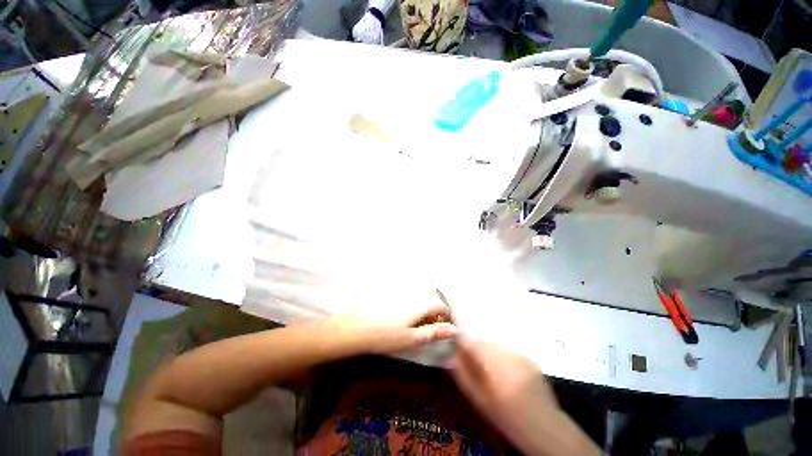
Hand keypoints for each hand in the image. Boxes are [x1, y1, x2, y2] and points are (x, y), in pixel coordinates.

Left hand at [331, 302, 457, 354]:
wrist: (355, 328)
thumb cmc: (385, 336)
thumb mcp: (412, 338)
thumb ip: (434, 332)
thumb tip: (455, 329)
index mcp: (419, 306)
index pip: (440, 307)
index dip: (446, 318)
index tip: (443, 330)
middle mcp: (412, 296)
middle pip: (429, 306)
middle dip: (432, 319)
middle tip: (425, 334)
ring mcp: (400, 296)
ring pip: (417, 305)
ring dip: (420, 316)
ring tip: (410, 330)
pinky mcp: (390, 297)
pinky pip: (406, 303)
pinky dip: (408, 313)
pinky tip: (398, 323)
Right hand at [449, 338, 598, 455]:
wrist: (544, 428)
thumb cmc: (506, 417)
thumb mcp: (479, 400)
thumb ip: (462, 375)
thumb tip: (447, 356)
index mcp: (493, 362)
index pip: (469, 342)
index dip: (459, 342)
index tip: (454, 348)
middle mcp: (507, 352)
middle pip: (483, 343)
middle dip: (475, 350)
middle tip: (473, 367)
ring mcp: (520, 354)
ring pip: (495, 346)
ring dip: (488, 353)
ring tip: (490, 373)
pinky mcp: (529, 358)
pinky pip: (508, 352)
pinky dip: (502, 357)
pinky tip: (505, 374)